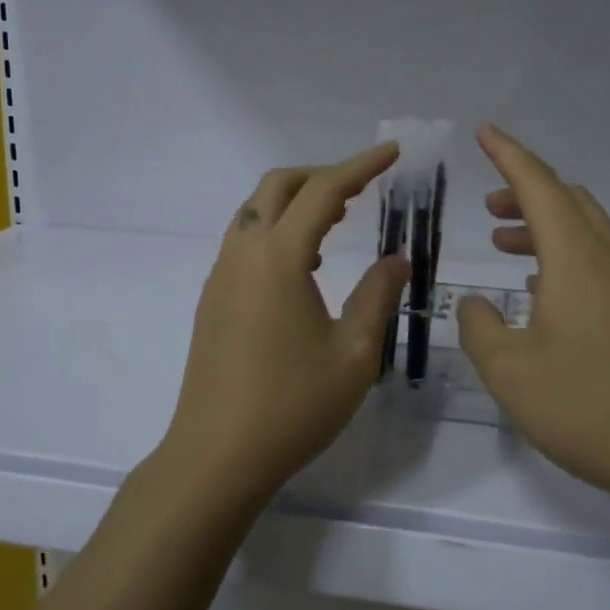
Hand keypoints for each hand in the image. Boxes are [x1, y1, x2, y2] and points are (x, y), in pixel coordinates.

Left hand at [159, 143, 410, 503]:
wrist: (217, 456)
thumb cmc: (293, 406)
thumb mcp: (355, 354)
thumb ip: (378, 296)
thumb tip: (396, 259)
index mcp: (280, 259)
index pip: (323, 192)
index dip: (360, 166)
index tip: (391, 152)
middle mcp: (244, 254)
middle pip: (277, 186)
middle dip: (321, 175)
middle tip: (361, 187)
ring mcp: (222, 276)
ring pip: (255, 211)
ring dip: (295, 202)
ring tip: (336, 223)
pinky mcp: (213, 299)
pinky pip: (245, 241)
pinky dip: (277, 231)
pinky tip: (304, 268)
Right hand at [457, 124, 609, 504]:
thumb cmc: (586, 405)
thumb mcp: (509, 370)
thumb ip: (479, 327)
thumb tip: (474, 304)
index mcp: (577, 257)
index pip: (538, 185)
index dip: (508, 155)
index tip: (484, 132)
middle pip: (568, 200)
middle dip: (525, 192)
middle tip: (489, 206)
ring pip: (587, 230)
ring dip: (545, 226)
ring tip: (507, 245)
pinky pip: (601, 259)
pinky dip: (567, 255)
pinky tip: (545, 291)